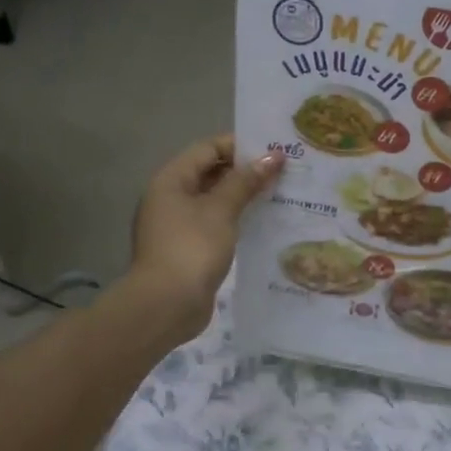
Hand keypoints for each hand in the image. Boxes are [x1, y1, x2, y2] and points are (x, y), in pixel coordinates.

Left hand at [128, 136, 283, 339]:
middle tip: (284, 172)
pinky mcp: (188, 249)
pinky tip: (263, 224)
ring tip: (280, 195)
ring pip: (215, 201)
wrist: (166, 305)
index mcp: (171, 180)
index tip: (274, 151)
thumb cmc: (192, 248)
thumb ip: (246, 181)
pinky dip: (236, 221)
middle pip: (211, 173)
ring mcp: (177, 225)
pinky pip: (215, 225)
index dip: (240, 146)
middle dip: (245, 172)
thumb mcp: (221, 210)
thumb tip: (273, 156)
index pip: (208, 148)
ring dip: (243, 198)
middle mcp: (170, 198)